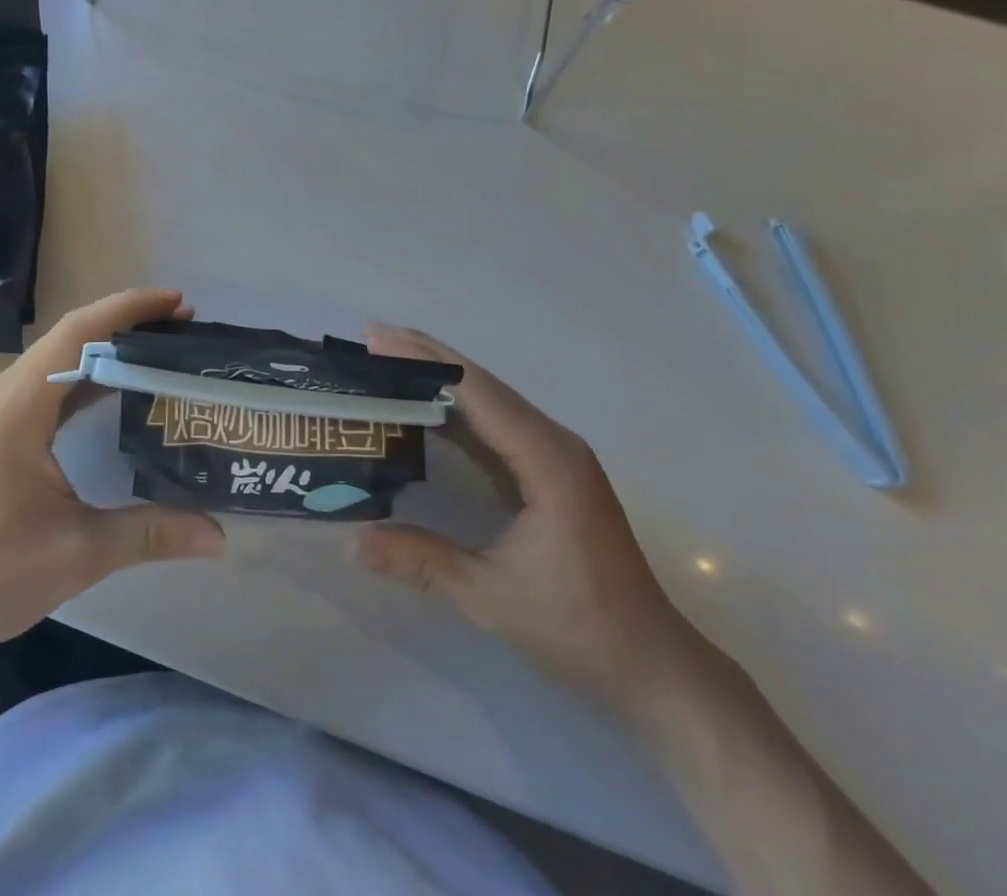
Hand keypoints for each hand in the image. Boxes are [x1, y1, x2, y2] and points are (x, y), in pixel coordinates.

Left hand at [0, 289, 224, 664]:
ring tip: (160, 349)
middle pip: (71, 335)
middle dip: (126, 322)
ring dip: (106, 346)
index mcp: (20, 405)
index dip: (130, 310)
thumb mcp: (78, 552)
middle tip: (182, 327)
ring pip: (59, 358)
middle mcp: (6, 394)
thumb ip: (150, 534)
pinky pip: (50, 384)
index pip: (80, 332)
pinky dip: (88, 375)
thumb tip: (218, 536)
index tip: (179, 304)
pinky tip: (118, 390)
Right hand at [351, 325, 708, 720]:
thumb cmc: (580, 630)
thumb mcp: (492, 597)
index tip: (375, 336)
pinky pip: (495, 428)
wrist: (654, 669)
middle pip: (481, 386)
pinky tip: (422, 410)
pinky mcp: (548, 474)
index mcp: (547, 459)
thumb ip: (421, 560)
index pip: (476, 393)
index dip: (423, 360)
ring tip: (385, 363)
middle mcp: (553, 444)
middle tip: (370, 339)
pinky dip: (455, 413)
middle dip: (425, 358)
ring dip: (438, 381)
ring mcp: (554, 457)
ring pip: (489, 403)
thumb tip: (351, 544)